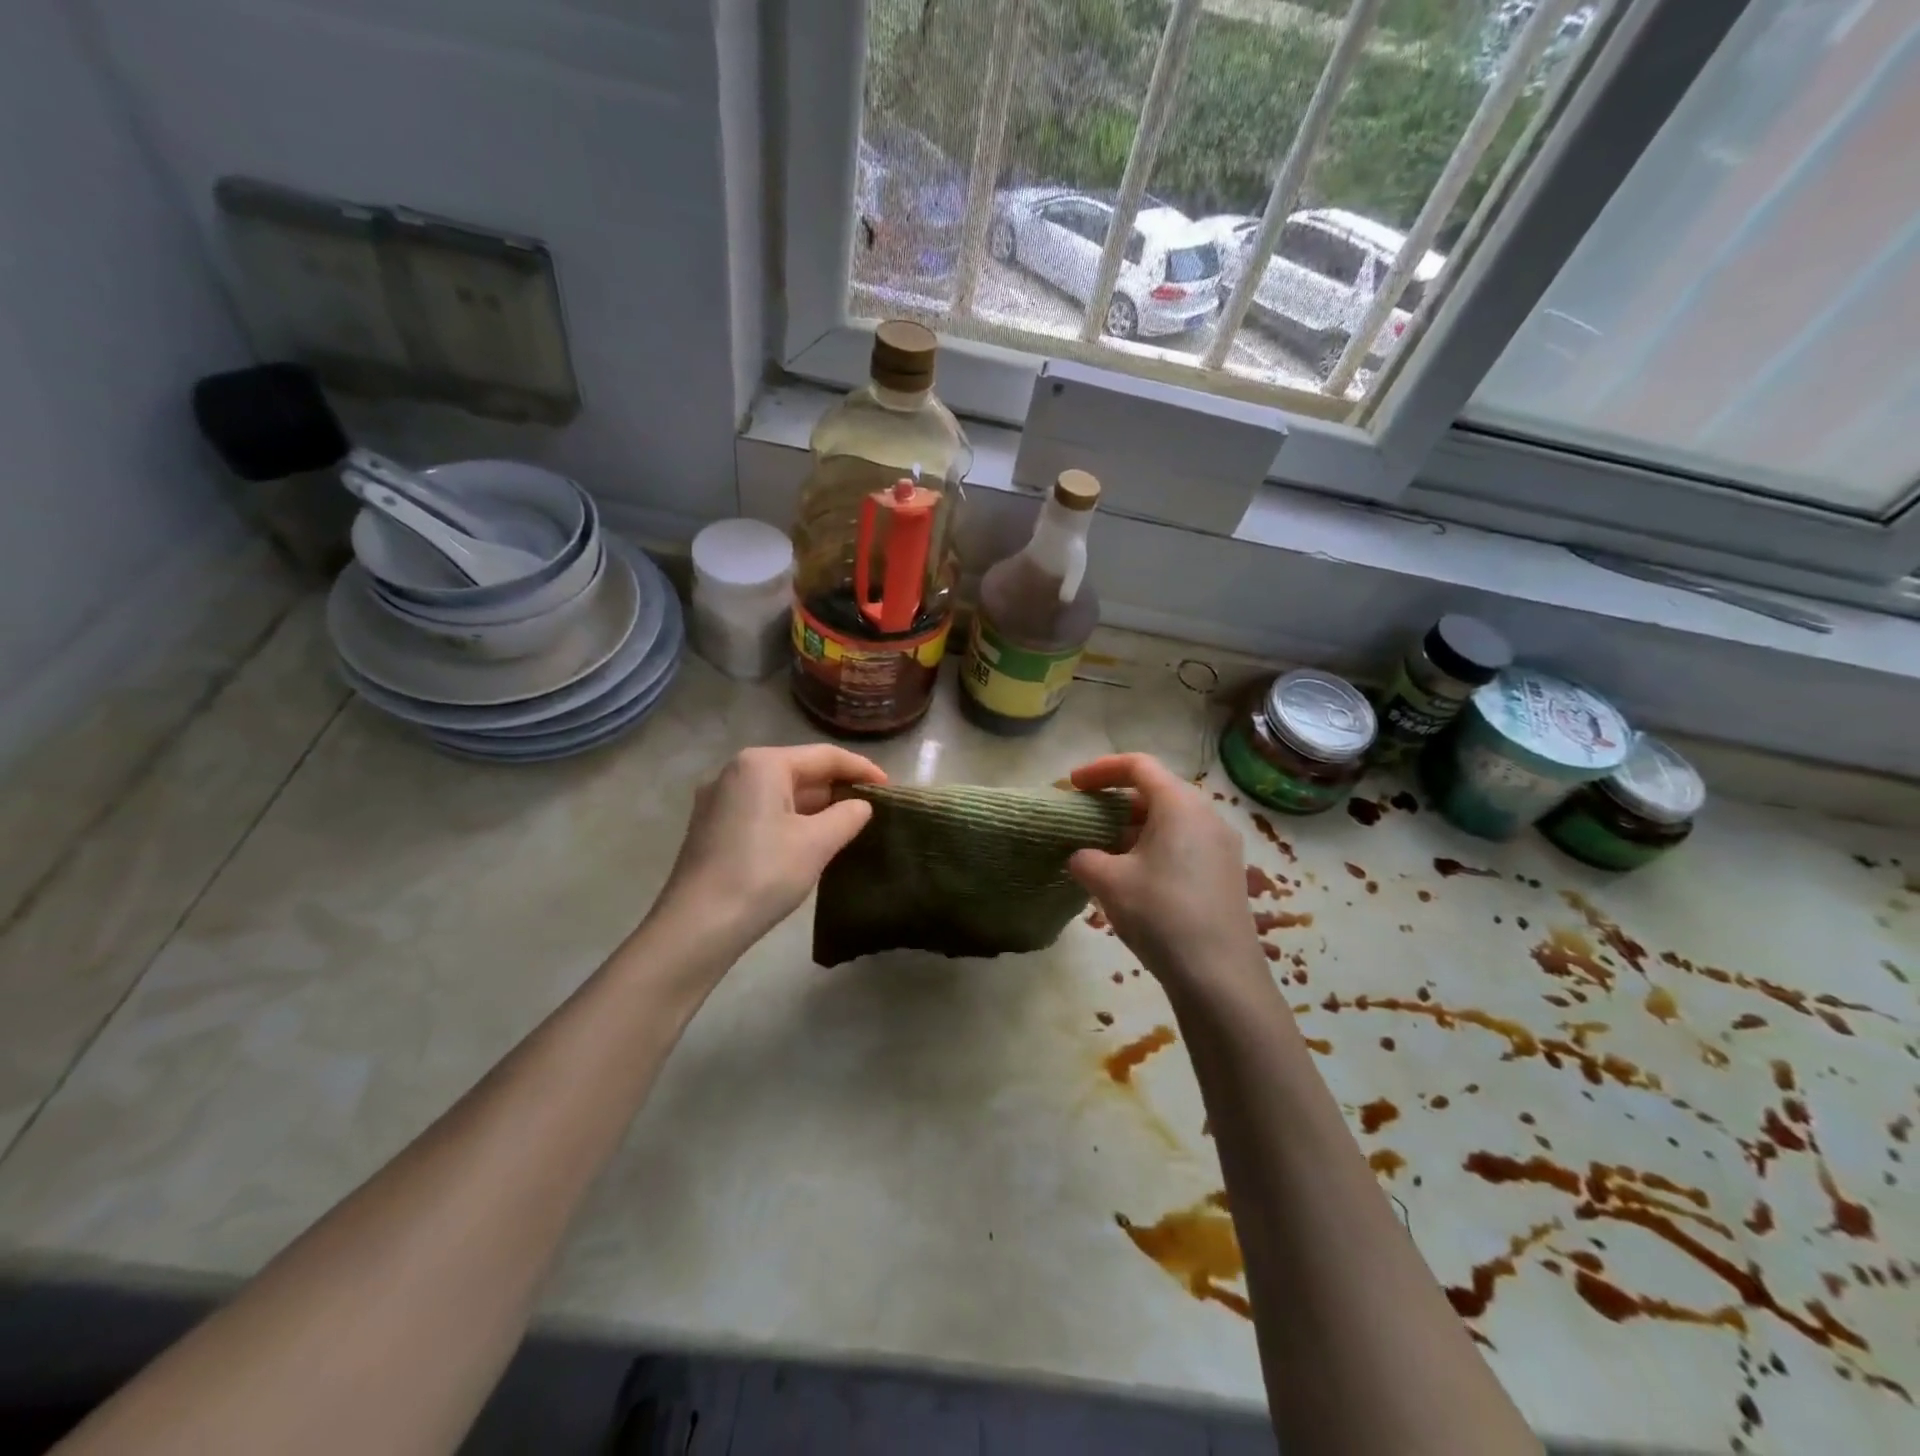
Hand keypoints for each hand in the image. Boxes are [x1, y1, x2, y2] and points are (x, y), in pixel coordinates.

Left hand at [655, 745, 885, 949]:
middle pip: (799, 770)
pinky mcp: (711, 827)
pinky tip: (809, 839)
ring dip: (815, 805)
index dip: (861, 769)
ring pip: (779, 792)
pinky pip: (761, 811)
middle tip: (872, 807)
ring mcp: (718, 800)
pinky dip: (790, 818)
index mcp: (761, 764)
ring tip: (848, 823)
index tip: (890, 787)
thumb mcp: (816, 844)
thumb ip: (847, 816)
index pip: (824, 756)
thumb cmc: (762, 874)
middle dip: (837, 787)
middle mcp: (735, 772)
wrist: (697, 927)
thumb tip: (861, 806)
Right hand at [1066, 754, 1265, 998]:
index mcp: (1180, 805)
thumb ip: (1086, 858)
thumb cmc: (1161, 914)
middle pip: (1156, 791)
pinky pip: (1185, 844)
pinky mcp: (1226, 874)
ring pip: (1171, 820)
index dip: (1101, 769)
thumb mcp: (1109, 882)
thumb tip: (1082, 857)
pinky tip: (1134, 877)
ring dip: (1134, 828)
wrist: (1220, 977)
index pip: (1139, 766)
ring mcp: (1222, 846)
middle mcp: (1207, 816)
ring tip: (1103, 850)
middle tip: (1085, 818)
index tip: (1073, 785)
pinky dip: (1154, 847)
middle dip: (1116, 800)